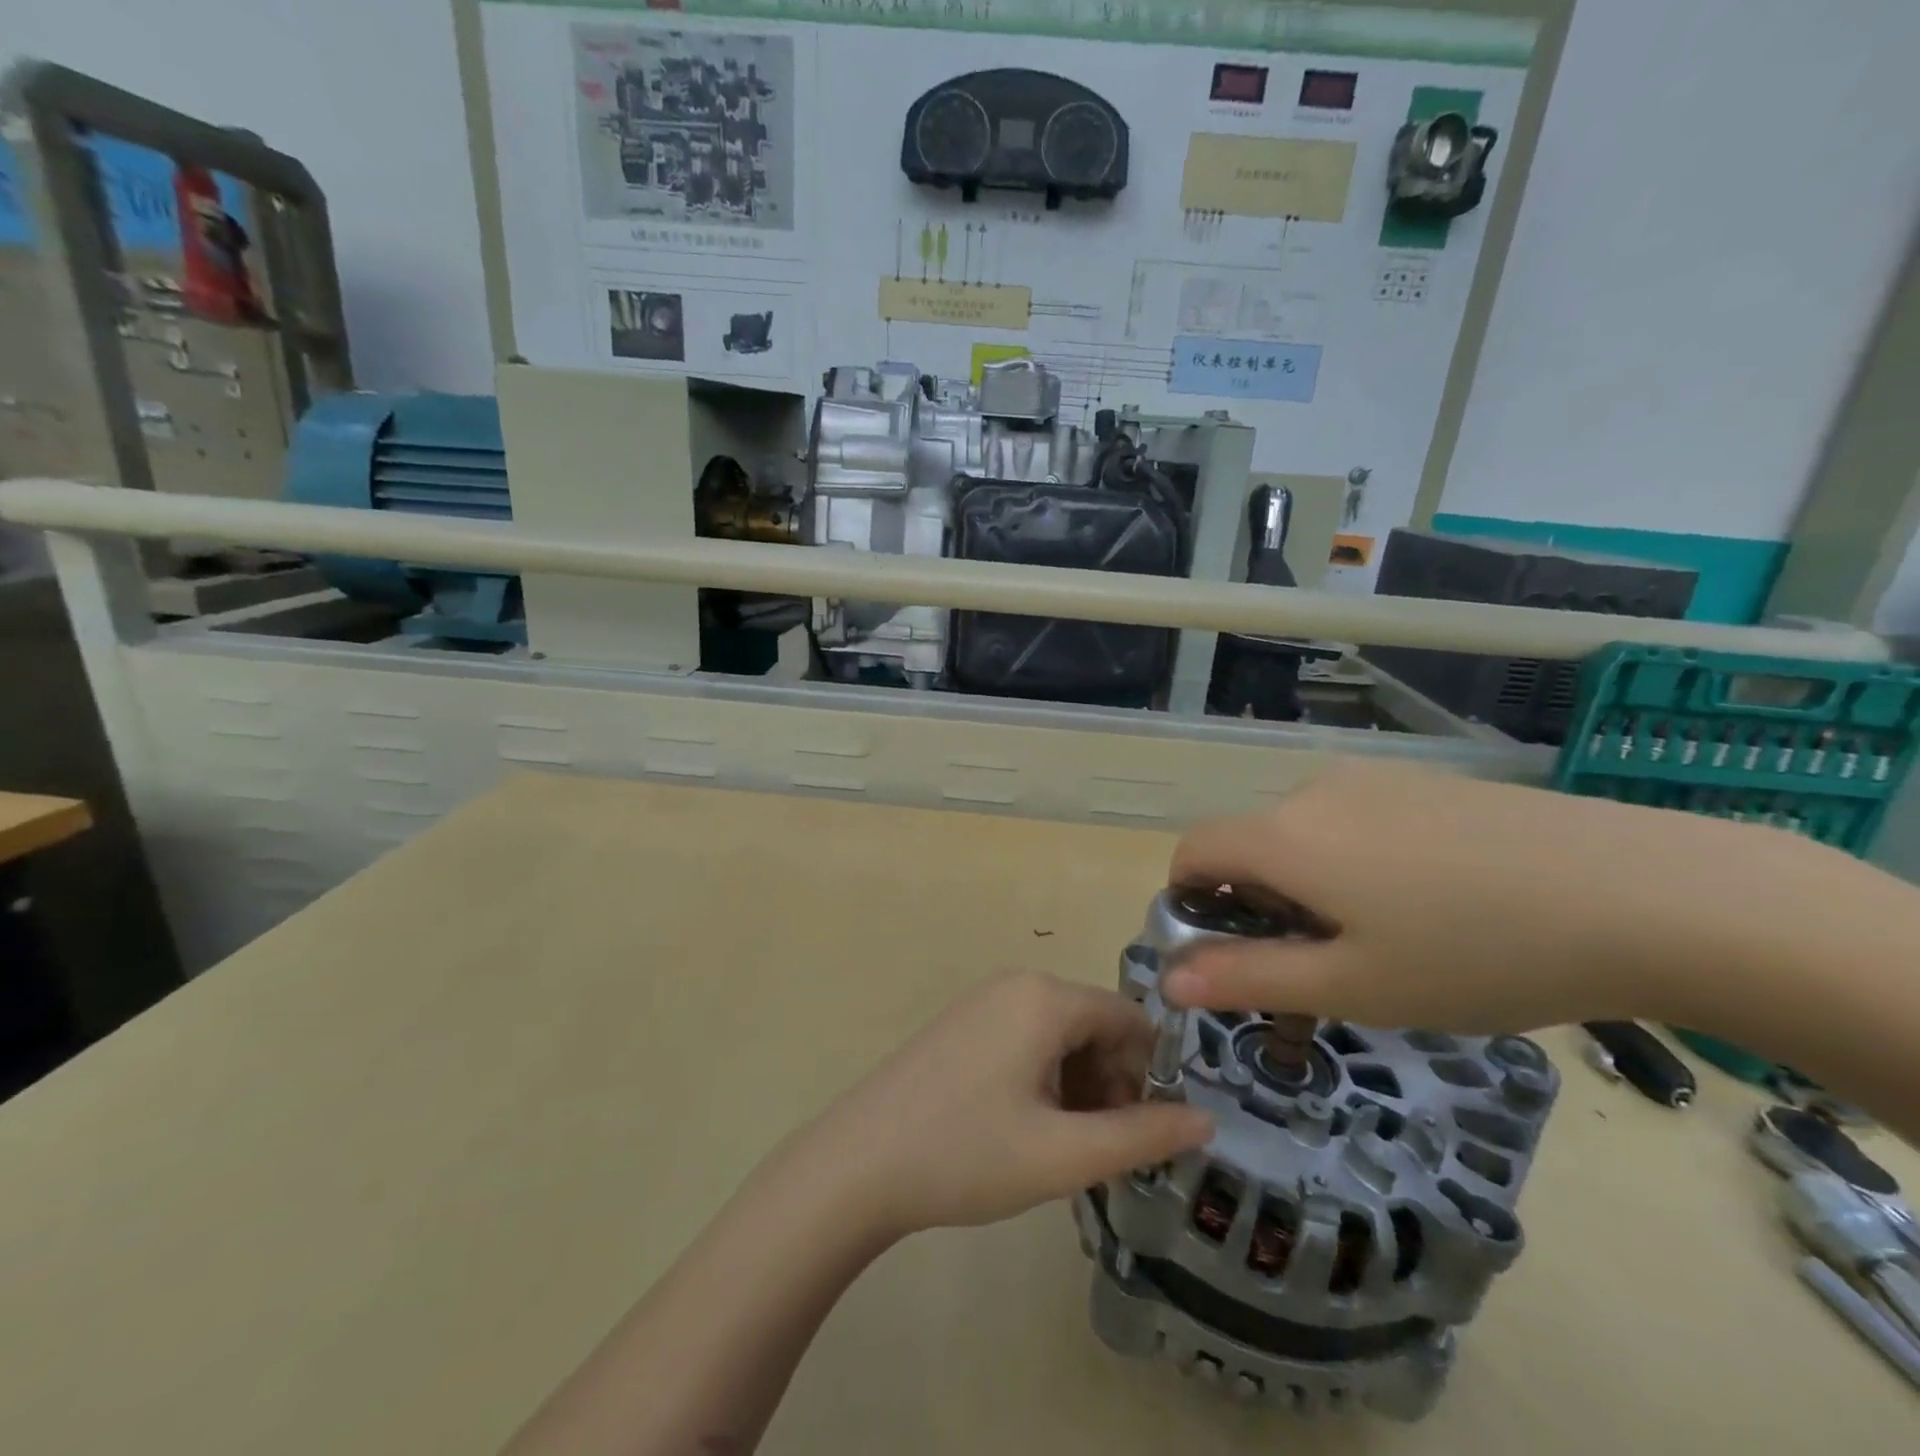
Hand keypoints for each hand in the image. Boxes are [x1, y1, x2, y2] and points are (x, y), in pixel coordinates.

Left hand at [799, 972, 1211, 1239]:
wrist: (859, 1163)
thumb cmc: (966, 1154)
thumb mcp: (1064, 1155)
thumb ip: (1142, 1135)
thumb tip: (1207, 1119)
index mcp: (1045, 997)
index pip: (1130, 1019)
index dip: (1149, 1075)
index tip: (1142, 1132)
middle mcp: (1017, 983)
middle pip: (1095, 1025)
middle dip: (1112, 1084)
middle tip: (1098, 1150)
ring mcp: (984, 1001)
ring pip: (1061, 1036)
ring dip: (1079, 1087)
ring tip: (1062, 1149)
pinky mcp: (963, 1024)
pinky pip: (1026, 1039)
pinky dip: (1044, 1080)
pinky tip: (1027, 1129)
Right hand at [1160, 760, 1827, 1034]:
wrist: (1646, 893)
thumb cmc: (1477, 953)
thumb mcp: (1354, 986)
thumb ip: (1249, 978)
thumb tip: (1169, 979)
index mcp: (1283, 836)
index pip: (1192, 852)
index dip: (1188, 902)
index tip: (1230, 954)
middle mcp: (1312, 791)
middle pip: (1248, 844)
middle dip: (1257, 903)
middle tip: (1323, 968)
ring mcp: (1371, 779)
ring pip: (1303, 833)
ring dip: (1309, 882)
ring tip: (1386, 938)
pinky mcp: (1422, 780)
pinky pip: (1354, 818)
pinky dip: (1354, 859)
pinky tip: (1433, 899)